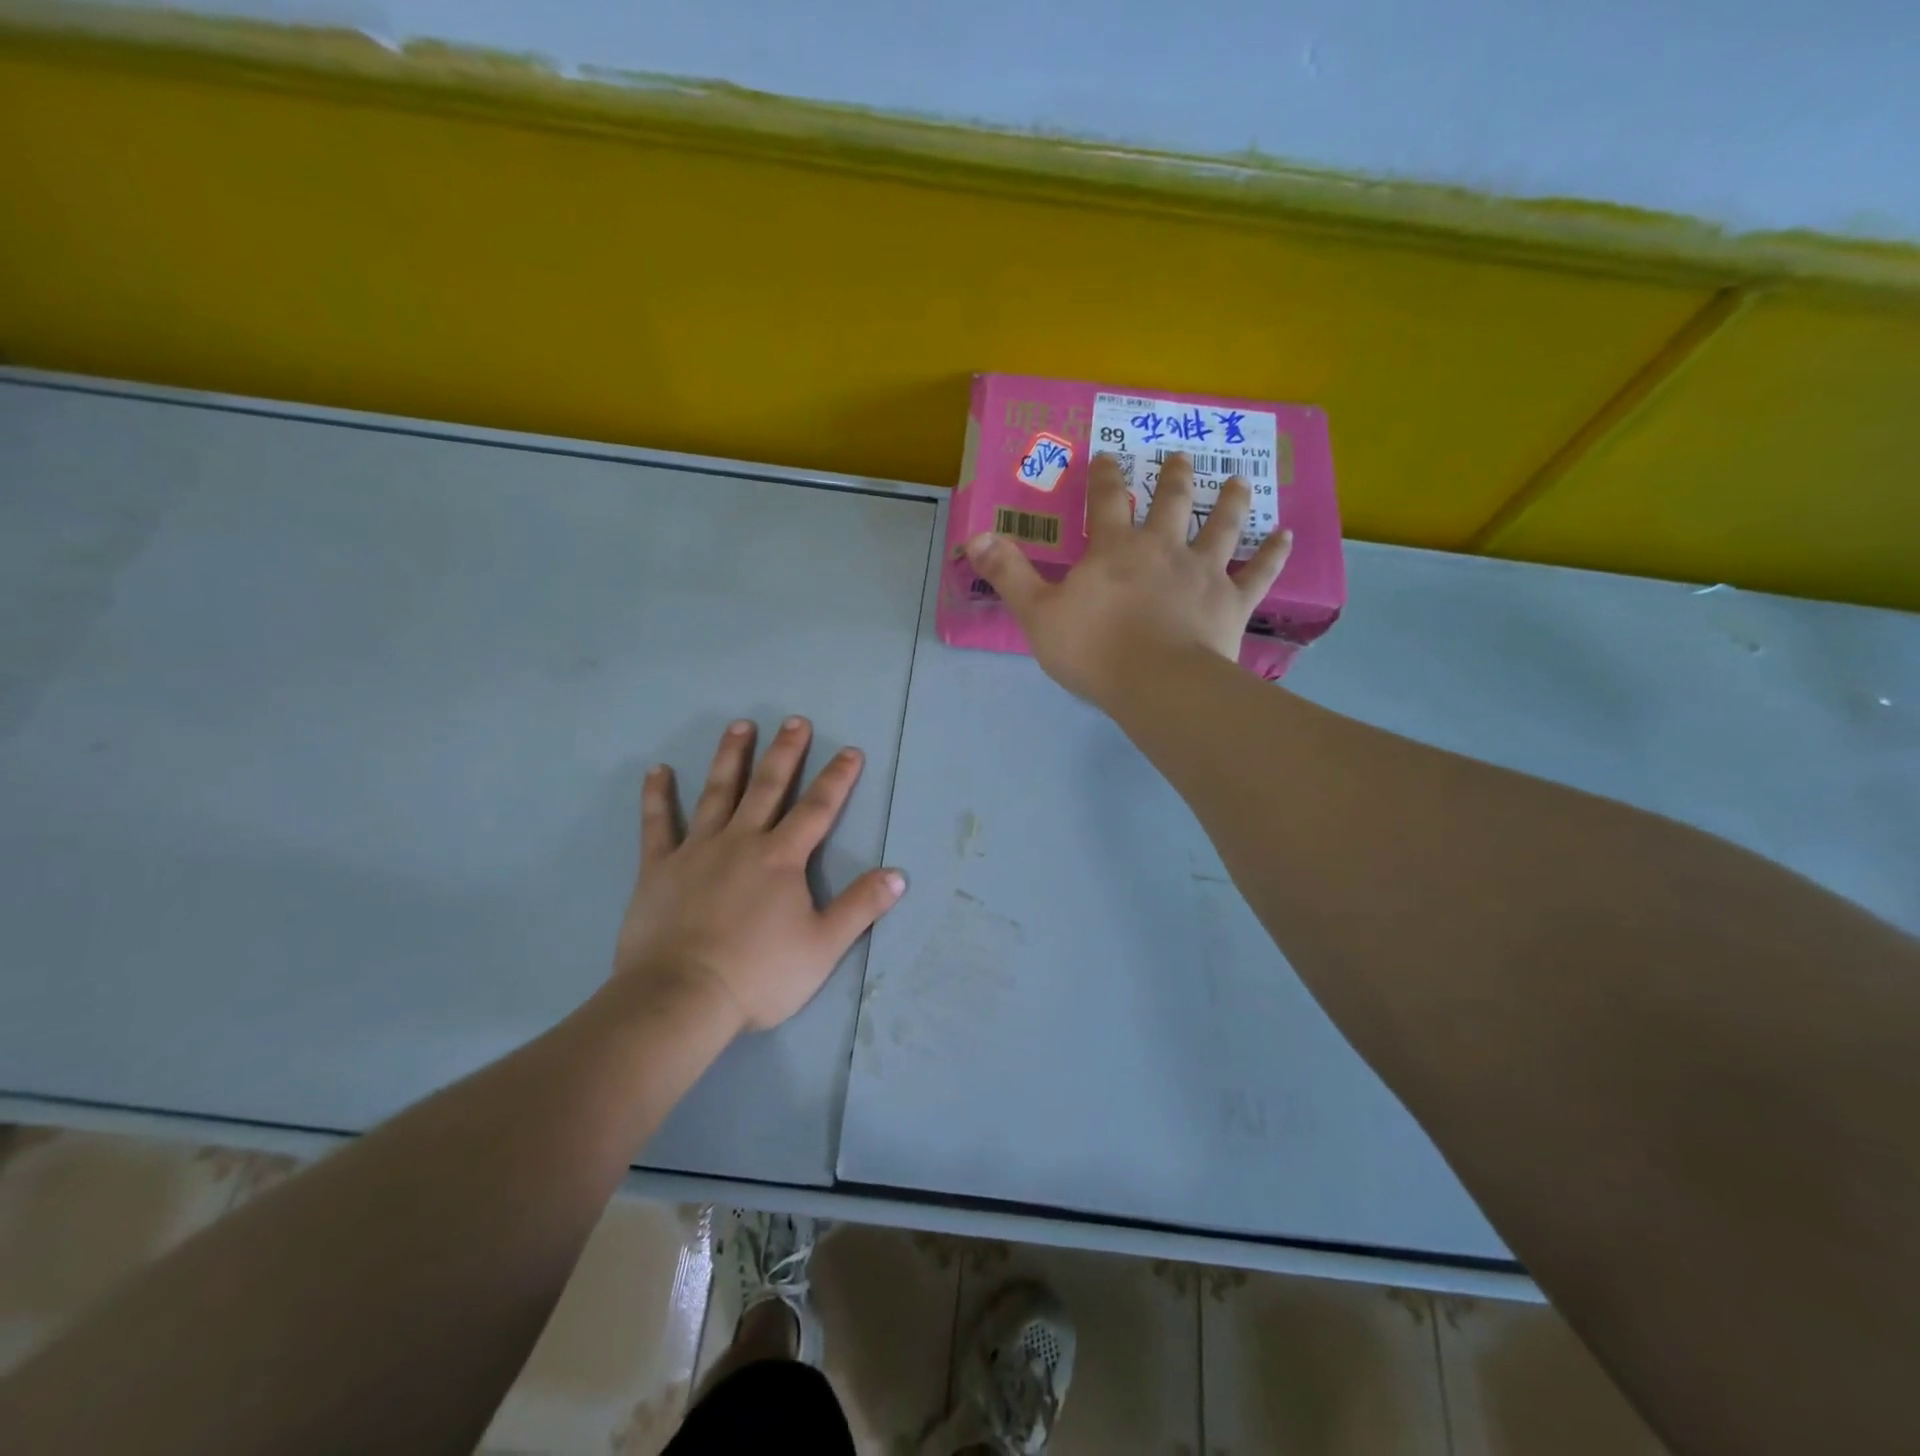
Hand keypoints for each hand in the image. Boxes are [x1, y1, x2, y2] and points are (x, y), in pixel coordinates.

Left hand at [610, 717, 906, 1033]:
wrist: (682, 997)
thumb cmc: (759, 975)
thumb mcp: (824, 946)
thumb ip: (861, 906)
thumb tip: (898, 874)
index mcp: (782, 858)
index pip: (818, 808)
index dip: (837, 778)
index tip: (850, 750)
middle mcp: (742, 841)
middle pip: (768, 787)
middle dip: (786, 752)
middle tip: (795, 721)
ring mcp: (697, 850)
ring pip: (717, 793)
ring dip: (730, 757)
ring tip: (740, 726)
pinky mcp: (659, 868)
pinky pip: (657, 824)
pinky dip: (657, 796)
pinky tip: (657, 770)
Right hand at [964, 451, 1292, 705]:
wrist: (1158, 684)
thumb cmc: (1094, 650)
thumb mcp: (1037, 613)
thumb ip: (1008, 574)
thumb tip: (974, 535)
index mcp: (1115, 549)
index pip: (1108, 499)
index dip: (1107, 475)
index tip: (1110, 455)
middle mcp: (1164, 548)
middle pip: (1173, 501)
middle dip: (1175, 476)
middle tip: (1182, 456)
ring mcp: (1204, 572)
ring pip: (1222, 526)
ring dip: (1231, 501)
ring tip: (1238, 480)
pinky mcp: (1233, 601)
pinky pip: (1259, 572)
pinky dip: (1274, 553)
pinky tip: (1287, 535)